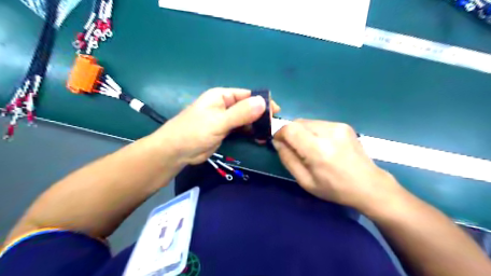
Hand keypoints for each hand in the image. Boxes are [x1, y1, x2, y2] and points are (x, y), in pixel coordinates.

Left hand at [149, 88, 279, 165]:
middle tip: (273, 127)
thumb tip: (263, 102)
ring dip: (257, 125)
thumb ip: (240, 113)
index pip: (247, 95)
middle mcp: (225, 105)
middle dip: (261, 115)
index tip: (276, 112)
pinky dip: (250, 133)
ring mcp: (225, 119)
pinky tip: (259, 138)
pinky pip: (242, 129)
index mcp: (222, 96)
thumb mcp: (218, 121)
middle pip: (248, 107)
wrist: (176, 151)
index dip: (262, 102)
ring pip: (246, 119)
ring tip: (269, 134)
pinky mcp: (225, 131)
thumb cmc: (194, 132)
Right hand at [273, 120, 402, 211]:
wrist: (369, 185)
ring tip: (309, 148)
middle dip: (290, 133)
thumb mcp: (305, 181)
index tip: (278, 143)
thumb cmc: (335, 188)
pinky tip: (321, 145)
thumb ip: (288, 159)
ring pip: (307, 122)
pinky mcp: (344, 125)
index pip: (290, 129)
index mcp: (318, 150)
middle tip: (293, 148)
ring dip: (301, 132)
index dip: (279, 133)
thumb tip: (277, 142)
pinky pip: (319, 124)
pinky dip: (313, 131)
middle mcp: (328, 132)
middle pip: (297, 122)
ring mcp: (338, 126)